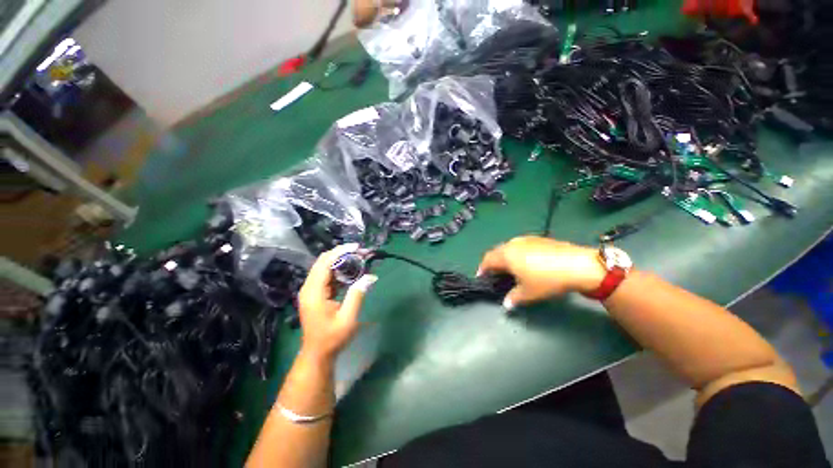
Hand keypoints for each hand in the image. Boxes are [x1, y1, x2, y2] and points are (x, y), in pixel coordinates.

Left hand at [297, 244, 377, 360]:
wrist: (317, 353)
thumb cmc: (332, 338)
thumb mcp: (348, 318)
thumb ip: (357, 295)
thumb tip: (371, 276)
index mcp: (314, 292)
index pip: (325, 263)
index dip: (340, 252)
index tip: (357, 247)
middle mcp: (309, 287)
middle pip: (323, 261)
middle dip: (341, 253)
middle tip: (360, 252)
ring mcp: (311, 290)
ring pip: (324, 267)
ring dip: (341, 260)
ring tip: (358, 259)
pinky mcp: (315, 293)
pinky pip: (326, 275)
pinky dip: (339, 270)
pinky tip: (351, 271)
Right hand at [477, 236, 604, 309]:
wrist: (578, 265)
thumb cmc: (547, 280)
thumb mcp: (528, 293)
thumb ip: (513, 298)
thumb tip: (506, 304)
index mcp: (506, 255)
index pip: (487, 260)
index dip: (482, 268)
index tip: (481, 276)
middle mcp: (513, 244)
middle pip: (496, 251)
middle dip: (493, 262)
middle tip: (495, 273)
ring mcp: (526, 239)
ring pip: (509, 247)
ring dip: (505, 256)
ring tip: (510, 268)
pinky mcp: (539, 239)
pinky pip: (521, 245)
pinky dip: (517, 253)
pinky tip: (527, 262)